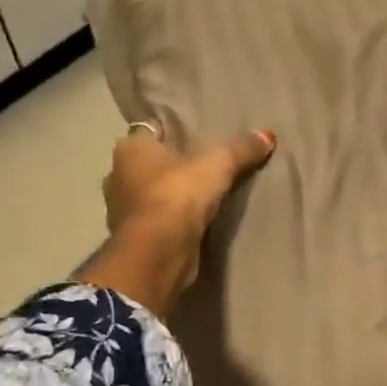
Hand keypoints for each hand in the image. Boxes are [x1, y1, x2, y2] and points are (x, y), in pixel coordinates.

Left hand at [81, 123, 275, 314]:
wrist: (157, 255)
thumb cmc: (177, 196)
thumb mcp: (218, 165)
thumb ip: (241, 149)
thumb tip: (268, 135)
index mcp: (130, 148)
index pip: (151, 131)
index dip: (173, 132)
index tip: (196, 136)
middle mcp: (118, 176)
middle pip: (150, 164)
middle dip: (171, 166)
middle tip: (204, 167)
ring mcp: (122, 211)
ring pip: (151, 195)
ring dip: (170, 197)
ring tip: (203, 196)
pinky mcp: (135, 239)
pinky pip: (157, 222)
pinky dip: (171, 222)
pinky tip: (194, 223)